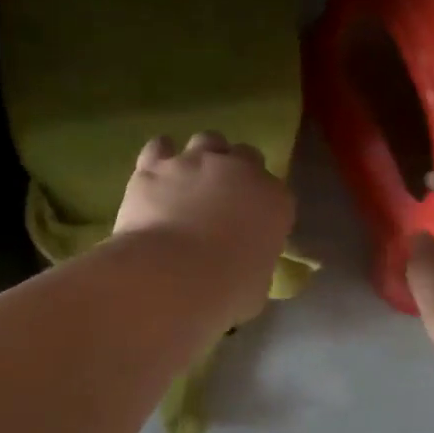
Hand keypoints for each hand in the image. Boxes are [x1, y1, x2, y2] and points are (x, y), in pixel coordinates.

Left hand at [113, 131, 296, 323]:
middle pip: (246, 156)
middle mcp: (240, 171)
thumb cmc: (225, 292)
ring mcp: (196, 162)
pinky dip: (160, 157)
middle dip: (237, 173)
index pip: (277, 194)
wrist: (171, 277)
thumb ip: (254, 263)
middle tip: (222, 199)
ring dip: (202, 157)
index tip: (252, 226)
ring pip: (207, 140)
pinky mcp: (156, 165)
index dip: (263, 207)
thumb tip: (242, 265)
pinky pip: (160, 147)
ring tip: (189, 181)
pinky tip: (155, 175)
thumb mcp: (256, 286)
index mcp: (274, 201)